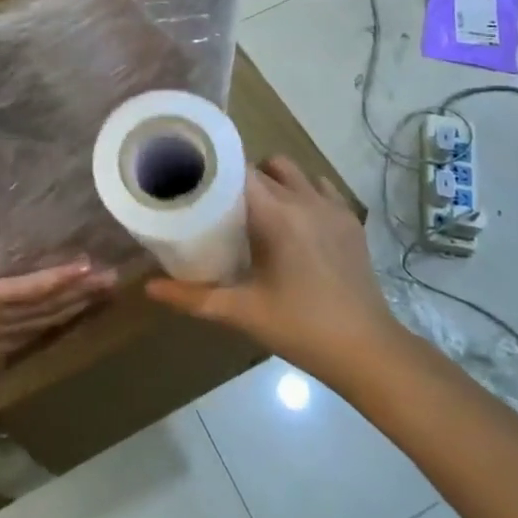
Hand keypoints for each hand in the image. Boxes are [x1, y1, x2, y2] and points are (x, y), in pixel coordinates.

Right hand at [146, 158, 401, 386]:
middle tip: (219, 203)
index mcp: (277, 214)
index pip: (238, 168)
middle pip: (264, 166)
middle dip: (239, 177)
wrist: (369, 351)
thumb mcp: (242, 312)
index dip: (214, 170)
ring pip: (294, 171)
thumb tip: (148, 288)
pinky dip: (302, 192)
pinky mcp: (351, 220)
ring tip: (256, 209)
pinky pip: (320, 187)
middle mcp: (305, 199)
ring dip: (273, 180)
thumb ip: (192, 297)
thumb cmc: (301, 328)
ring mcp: (333, 207)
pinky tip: (293, 222)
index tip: (192, 180)